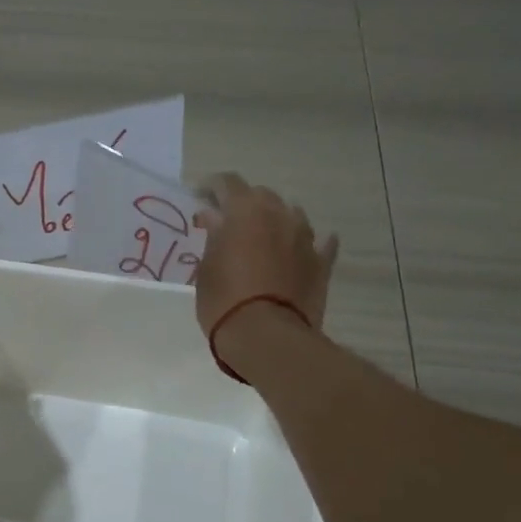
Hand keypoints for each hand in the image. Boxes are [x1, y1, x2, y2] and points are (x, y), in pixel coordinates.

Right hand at [192, 174, 338, 338]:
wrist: (268, 338)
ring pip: (291, 215)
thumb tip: (214, 218)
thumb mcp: (206, 269)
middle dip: (243, 203)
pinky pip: (319, 244)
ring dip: (275, 220)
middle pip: (261, 195)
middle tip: (227, 222)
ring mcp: (305, 238)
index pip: (227, 183)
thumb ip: (213, 238)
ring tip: (262, 237)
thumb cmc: (224, 301)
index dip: (211, 186)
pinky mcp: (321, 264)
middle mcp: (279, 215)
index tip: (199, 197)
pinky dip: (306, 244)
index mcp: (245, 211)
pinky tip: (303, 249)